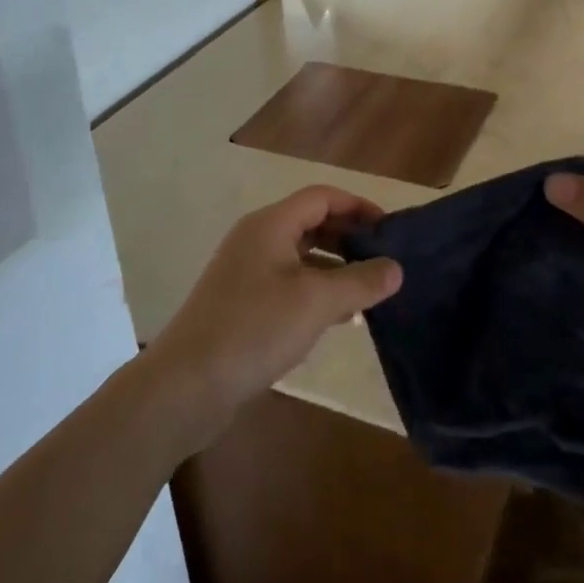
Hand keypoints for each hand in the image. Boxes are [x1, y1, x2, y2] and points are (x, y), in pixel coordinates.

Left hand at [145, 186, 402, 448]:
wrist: (187, 385)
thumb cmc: (254, 329)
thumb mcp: (316, 302)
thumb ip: (360, 282)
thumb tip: (396, 268)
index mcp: (270, 225)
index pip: (321, 197)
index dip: (358, 206)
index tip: (390, 229)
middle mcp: (256, 239)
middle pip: (311, 223)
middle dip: (349, 238)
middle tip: (384, 260)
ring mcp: (246, 272)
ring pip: (301, 256)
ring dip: (335, 268)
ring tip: (368, 291)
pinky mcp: (242, 303)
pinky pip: (288, 284)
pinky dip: (315, 292)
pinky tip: (337, 319)